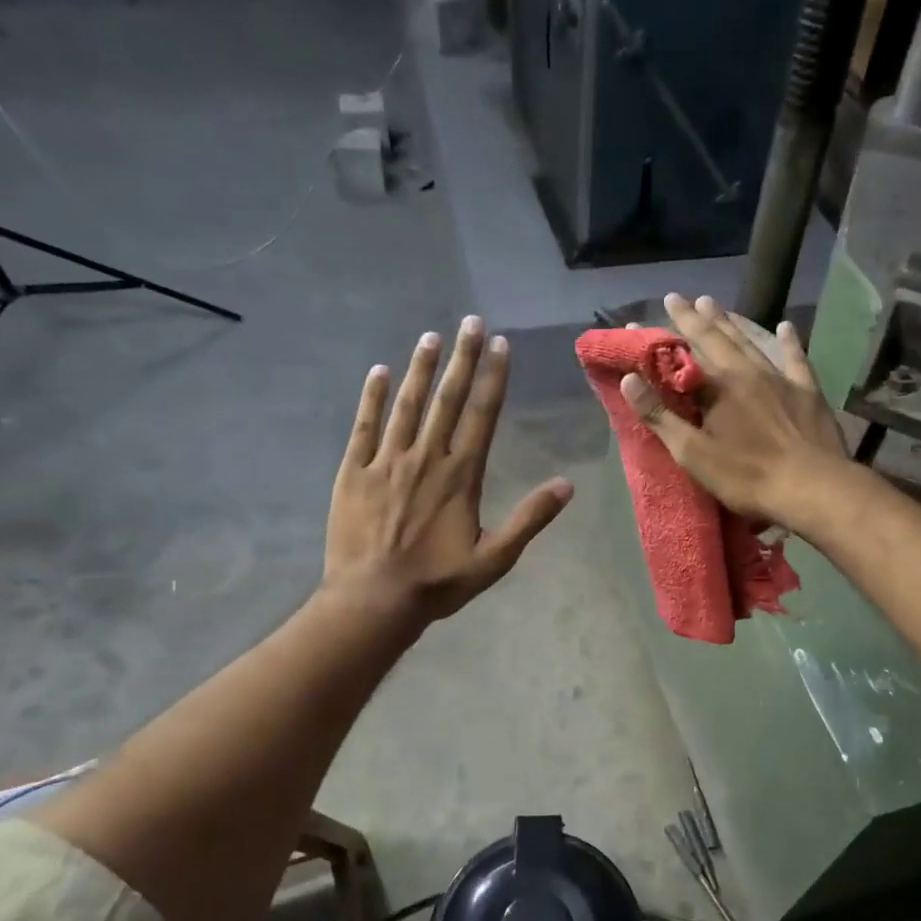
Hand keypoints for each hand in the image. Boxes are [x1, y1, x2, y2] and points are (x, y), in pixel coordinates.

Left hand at [326, 316, 572, 622]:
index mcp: (460, 476)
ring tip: (431, 336)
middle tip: (470, 321)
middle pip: (447, 399)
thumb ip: (530, 519)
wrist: (373, 600)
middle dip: (461, 358)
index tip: (499, 344)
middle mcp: (425, 458)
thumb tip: (567, 485)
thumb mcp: (495, 558)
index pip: (481, 415)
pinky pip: (364, 425)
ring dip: (421, 368)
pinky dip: (372, 397)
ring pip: (407, 404)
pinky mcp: (353, 472)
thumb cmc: (438, 582)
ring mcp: (386, 462)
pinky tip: (379, 372)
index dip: (492, 378)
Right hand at [621, 294, 847, 526]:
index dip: (658, 341)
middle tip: (676, 297)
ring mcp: (780, 380)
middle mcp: (747, 373)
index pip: (679, 357)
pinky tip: (786, 326)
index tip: (639, 321)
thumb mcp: (693, 454)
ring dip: (730, 322)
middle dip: (693, 318)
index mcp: (717, 388)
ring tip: (712, 302)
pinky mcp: (807, 392)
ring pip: (750, 343)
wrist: (812, 487)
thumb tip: (629, 380)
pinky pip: (796, 359)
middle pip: (716, 339)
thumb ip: (661, 417)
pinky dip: (789, 342)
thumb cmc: (747, 476)